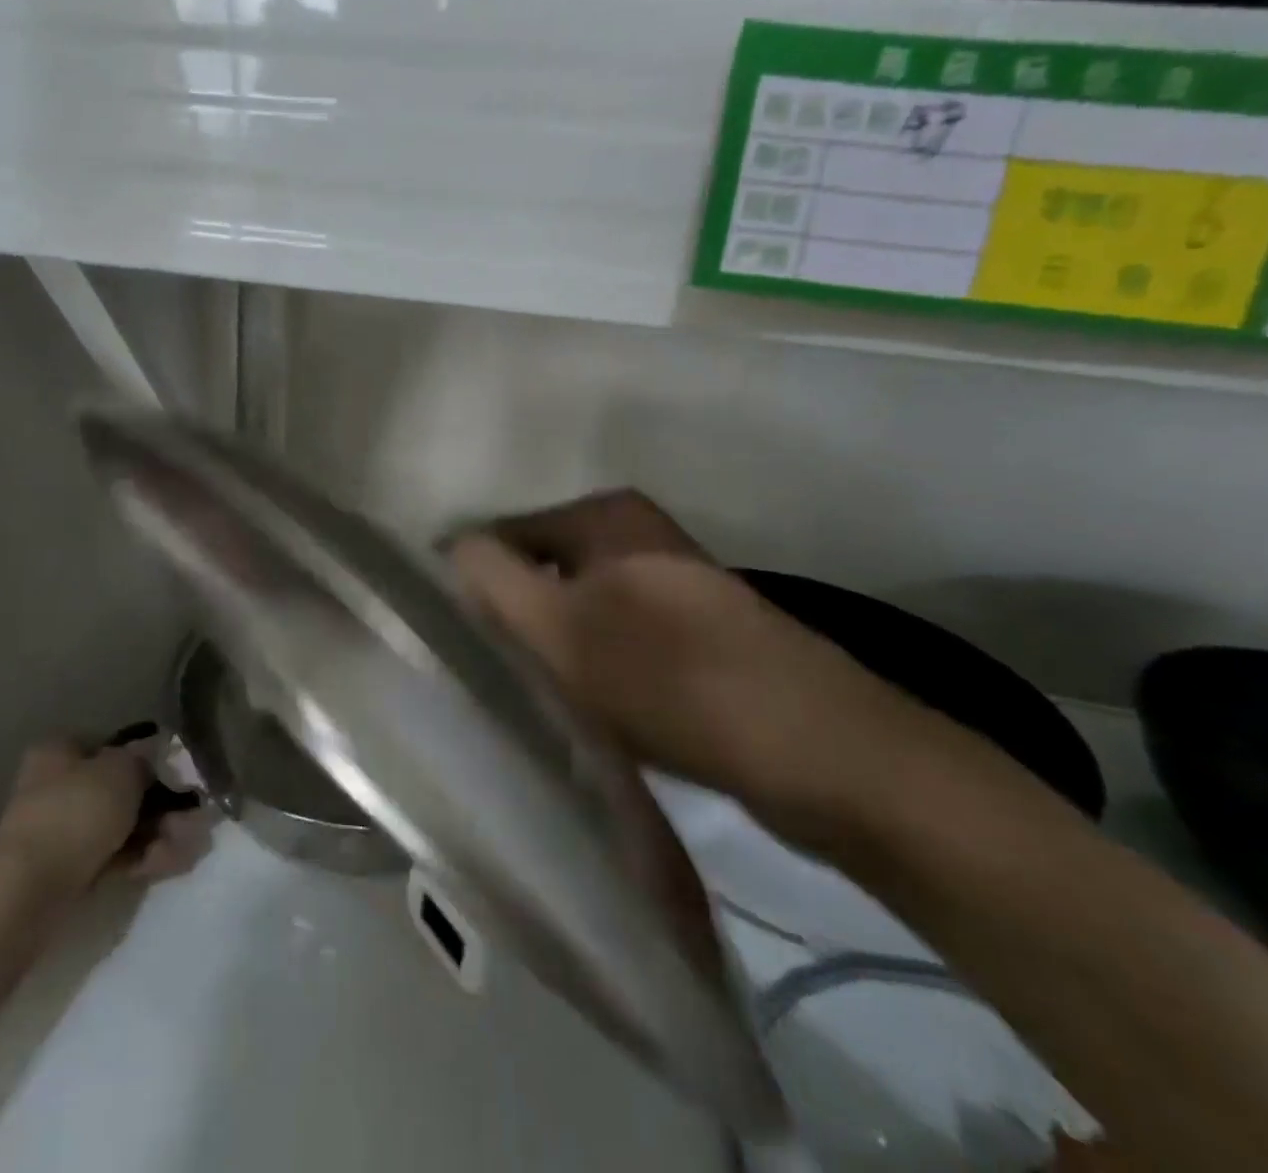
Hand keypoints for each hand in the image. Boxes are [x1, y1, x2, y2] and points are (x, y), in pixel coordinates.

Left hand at [0, 739, 211, 894]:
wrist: (29, 890)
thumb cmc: (76, 811)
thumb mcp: (123, 769)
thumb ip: (146, 759)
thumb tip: (157, 754)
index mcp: (62, 753)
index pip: (111, 746)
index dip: (146, 757)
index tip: (177, 773)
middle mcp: (60, 787)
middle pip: (123, 790)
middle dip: (163, 804)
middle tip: (193, 816)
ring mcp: (64, 832)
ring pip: (124, 826)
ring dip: (160, 833)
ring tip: (187, 844)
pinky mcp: (71, 872)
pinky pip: (117, 858)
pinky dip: (144, 859)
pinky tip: (170, 863)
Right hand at [449, 490, 929, 852]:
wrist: (819, 752)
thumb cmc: (672, 678)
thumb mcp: (560, 627)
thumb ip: (491, 579)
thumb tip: (448, 546)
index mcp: (607, 516)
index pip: (504, 535)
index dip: (475, 584)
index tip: (458, 641)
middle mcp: (641, 536)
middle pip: (545, 572)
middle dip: (516, 619)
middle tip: (495, 674)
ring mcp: (675, 585)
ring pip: (582, 609)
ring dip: (556, 648)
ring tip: (537, 696)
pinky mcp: (699, 634)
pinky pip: (621, 640)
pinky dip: (597, 668)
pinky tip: (591, 709)